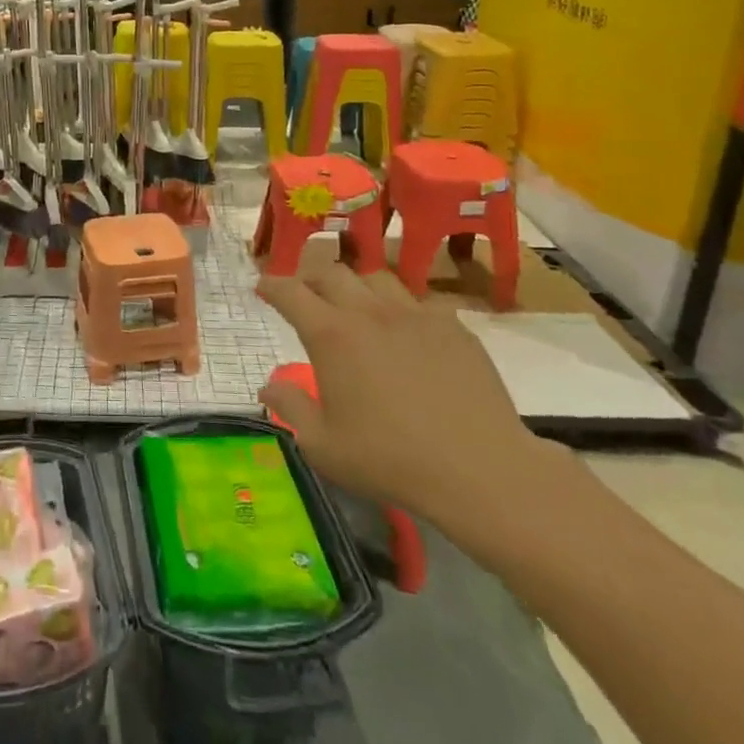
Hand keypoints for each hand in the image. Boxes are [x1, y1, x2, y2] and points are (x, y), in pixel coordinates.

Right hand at [256, 268, 558, 542]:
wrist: (480, 469)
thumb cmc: (390, 460)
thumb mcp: (323, 446)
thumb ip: (291, 407)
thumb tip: (268, 384)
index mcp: (332, 335)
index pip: (291, 293)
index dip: (272, 286)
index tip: (262, 288)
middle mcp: (369, 312)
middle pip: (332, 273)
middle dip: (310, 278)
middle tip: (304, 295)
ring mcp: (415, 315)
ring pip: (376, 278)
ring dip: (356, 287)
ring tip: (355, 306)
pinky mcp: (453, 327)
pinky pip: (419, 302)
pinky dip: (401, 309)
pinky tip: (406, 332)